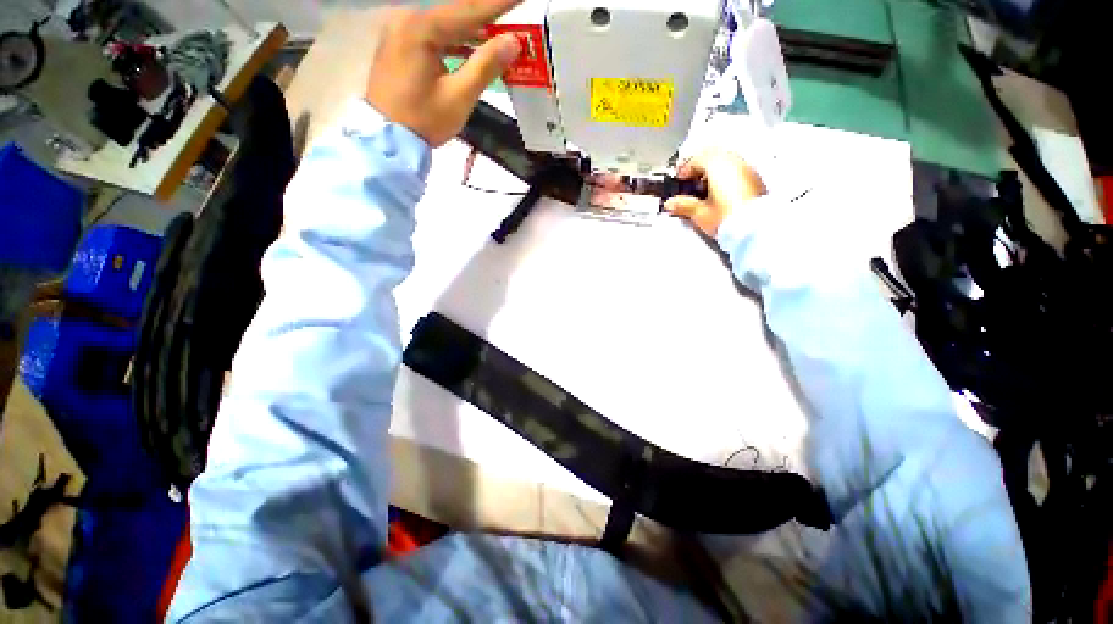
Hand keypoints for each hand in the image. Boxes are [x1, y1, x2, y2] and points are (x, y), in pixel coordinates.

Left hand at [366, 0, 522, 146]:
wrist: (387, 140)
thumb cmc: (423, 120)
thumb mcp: (459, 96)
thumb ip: (485, 66)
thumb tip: (513, 42)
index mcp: (421, 28)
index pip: (468, 10)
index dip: (497, 4)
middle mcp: (408, 21)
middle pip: (455, 14)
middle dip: (486, 16)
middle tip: (512, 15)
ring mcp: (401, 32)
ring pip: (446, 26)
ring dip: (473, 32)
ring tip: (500, 34)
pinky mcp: (401, 47)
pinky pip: (435, 37)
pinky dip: (457, 43)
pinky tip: (474, 49)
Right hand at [664, 150, 766, 236]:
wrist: (755, 229)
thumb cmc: (730, 218)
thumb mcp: (699, 213)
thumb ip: (683, 205)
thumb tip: (671, 203)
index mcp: (718, 164)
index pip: (696, 159)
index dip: (683, 169)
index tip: (677, 180)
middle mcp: (734, 162)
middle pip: (712, 156)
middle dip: (698, 167)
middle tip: (688, 181)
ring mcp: (747, 169)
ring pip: (725, 161)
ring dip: (712, 171)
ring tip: (702, 189)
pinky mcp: (755, 180)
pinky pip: (736, 170)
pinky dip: (724, 176)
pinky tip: (718, 193)